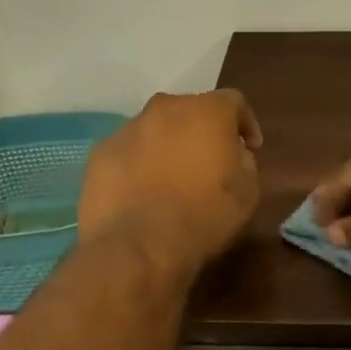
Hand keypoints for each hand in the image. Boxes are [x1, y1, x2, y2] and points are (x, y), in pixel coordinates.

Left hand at [78, 90, 263, 276]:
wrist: (137, 247)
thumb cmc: (203, 217)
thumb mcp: (247, 192)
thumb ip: (244, 162)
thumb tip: (233, 153)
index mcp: (207, 111)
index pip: (234, 101)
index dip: (245, 123)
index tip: (250, 147)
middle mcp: (166, 108)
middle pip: (191, 110)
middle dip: (203, 131)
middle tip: (210, 161)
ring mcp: (128, 128)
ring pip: (157, 129)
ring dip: (169, 146)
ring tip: (173, 179)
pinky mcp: (100, 152)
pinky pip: (129, 150)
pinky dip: (139, 163)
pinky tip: (142, 192)